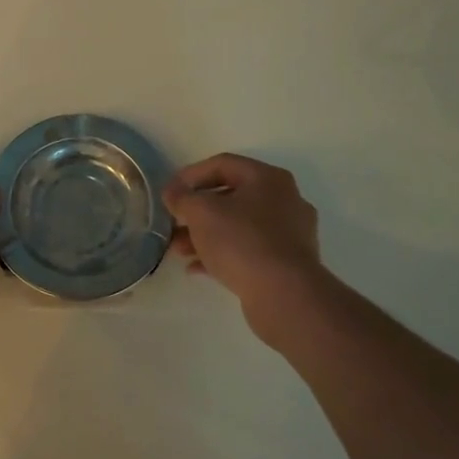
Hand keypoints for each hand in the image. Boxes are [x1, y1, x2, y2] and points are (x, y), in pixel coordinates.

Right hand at [164, 154, 324, 313]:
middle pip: (230, 196)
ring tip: (179, 250)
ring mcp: (289, 234)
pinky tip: (196, 268)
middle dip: (196, 211)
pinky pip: (248, 250)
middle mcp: (284, 200)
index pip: (222, 164)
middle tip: (173, 224)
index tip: (169, 193)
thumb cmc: (241, 241)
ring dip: (205, 235)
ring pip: (238, 226)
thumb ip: (182, 198)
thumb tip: (173, 193)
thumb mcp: (201, 212)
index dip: (190, 175)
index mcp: (268, 178)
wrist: (284, 294)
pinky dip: (222, 254)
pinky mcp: (287, 263)